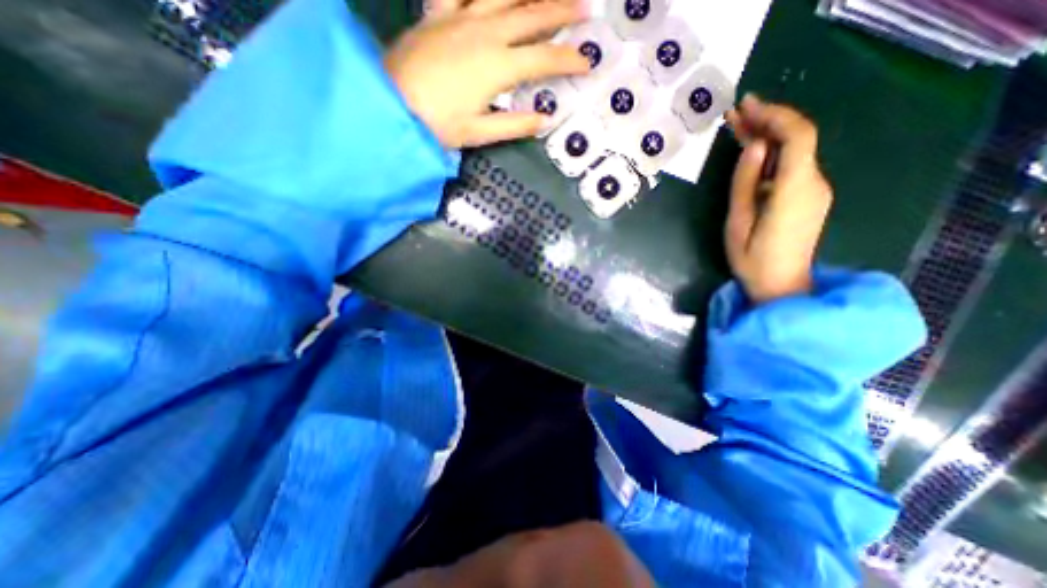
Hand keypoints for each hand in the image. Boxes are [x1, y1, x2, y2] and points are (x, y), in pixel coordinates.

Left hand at [388, 1, 591, 149]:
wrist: (389, 104)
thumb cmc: (437, 124)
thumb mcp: (479, 133)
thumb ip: (514, 124)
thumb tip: (544, 120)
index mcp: (497, 67)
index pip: (543, 59)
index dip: (569, 59)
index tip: (588, 61)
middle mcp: (485, 33)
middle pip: (531, 14)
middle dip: (562, 11)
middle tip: (586, 7)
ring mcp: (460, 16)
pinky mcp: (439, 12)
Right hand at [726, 95, 829, 304]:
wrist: (781, 286)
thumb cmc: (752, 260)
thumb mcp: (738, 223)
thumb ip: (744, 184)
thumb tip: (755, 147)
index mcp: (795, 190)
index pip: (798, 136)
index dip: (774, 116)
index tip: (745, 107)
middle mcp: (814, 183)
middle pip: (798, 138)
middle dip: (767, 120)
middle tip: (735, 111)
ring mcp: (814, 189)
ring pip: (795, 150)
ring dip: (767, 134)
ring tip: (737, 125)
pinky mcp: (808, 196)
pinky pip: (792, 165)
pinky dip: (772, 152)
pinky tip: (751, 149)